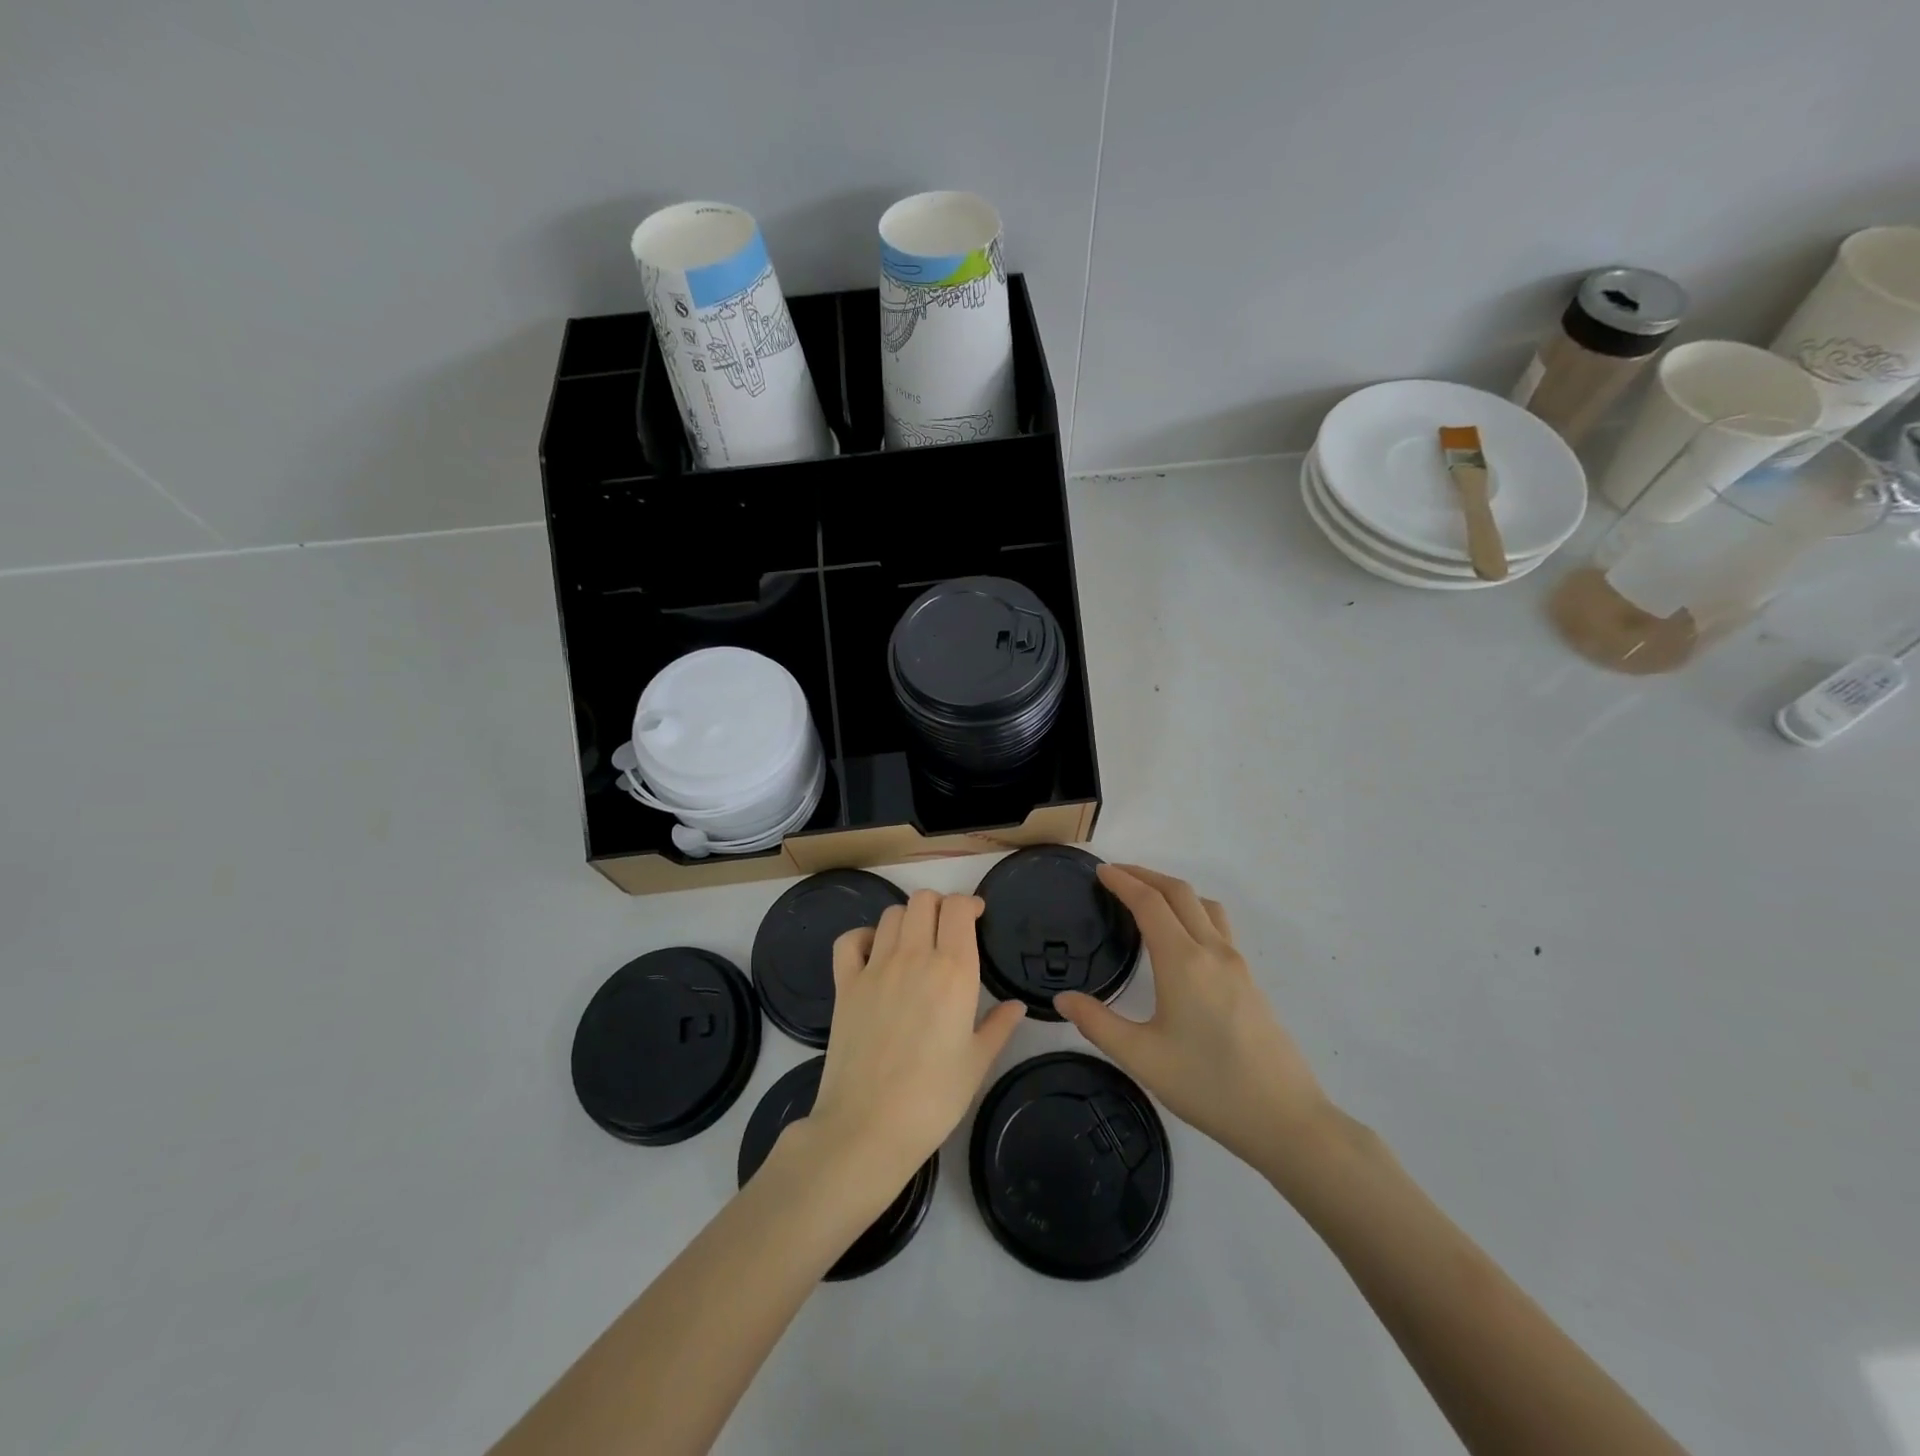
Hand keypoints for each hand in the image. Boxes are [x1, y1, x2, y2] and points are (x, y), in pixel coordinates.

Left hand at [802, 890, 1025, 1202]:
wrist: (869, 1126)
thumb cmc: (934, 1097)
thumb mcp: (977, 1062)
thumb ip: (999, 1026)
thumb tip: (1017, 1006)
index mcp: (953, 970)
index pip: (958, 907)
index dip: (968, 903)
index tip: (976, 917)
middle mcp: (914, 956)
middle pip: (923, 900)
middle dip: (939, 906)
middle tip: (947, 929)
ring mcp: (875, 967)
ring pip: (891, 914)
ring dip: (907, 919)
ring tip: (915, 943)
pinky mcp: (845, 984)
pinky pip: (850, 940)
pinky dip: (863, 937)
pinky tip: (874, 954)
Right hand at [1055, 864, 1335, 1172]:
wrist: (1285, 1119)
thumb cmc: (1208, 1085)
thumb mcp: (1141, 1058)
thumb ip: (1097, 1023)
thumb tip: (1062, 999)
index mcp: (1183, 961)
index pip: (1149, 902)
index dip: (1123, 881)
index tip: (1100, 871)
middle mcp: (1212, 951)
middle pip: (1179, 892)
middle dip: (1145, 875)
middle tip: (1116, 874)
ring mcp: (1237, 963)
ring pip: (1203, 905)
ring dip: (1172, 890)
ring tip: (1147, 898)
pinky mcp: (1250, 980)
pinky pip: (1218, 925)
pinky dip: (1192, 910)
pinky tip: (1181, 937)